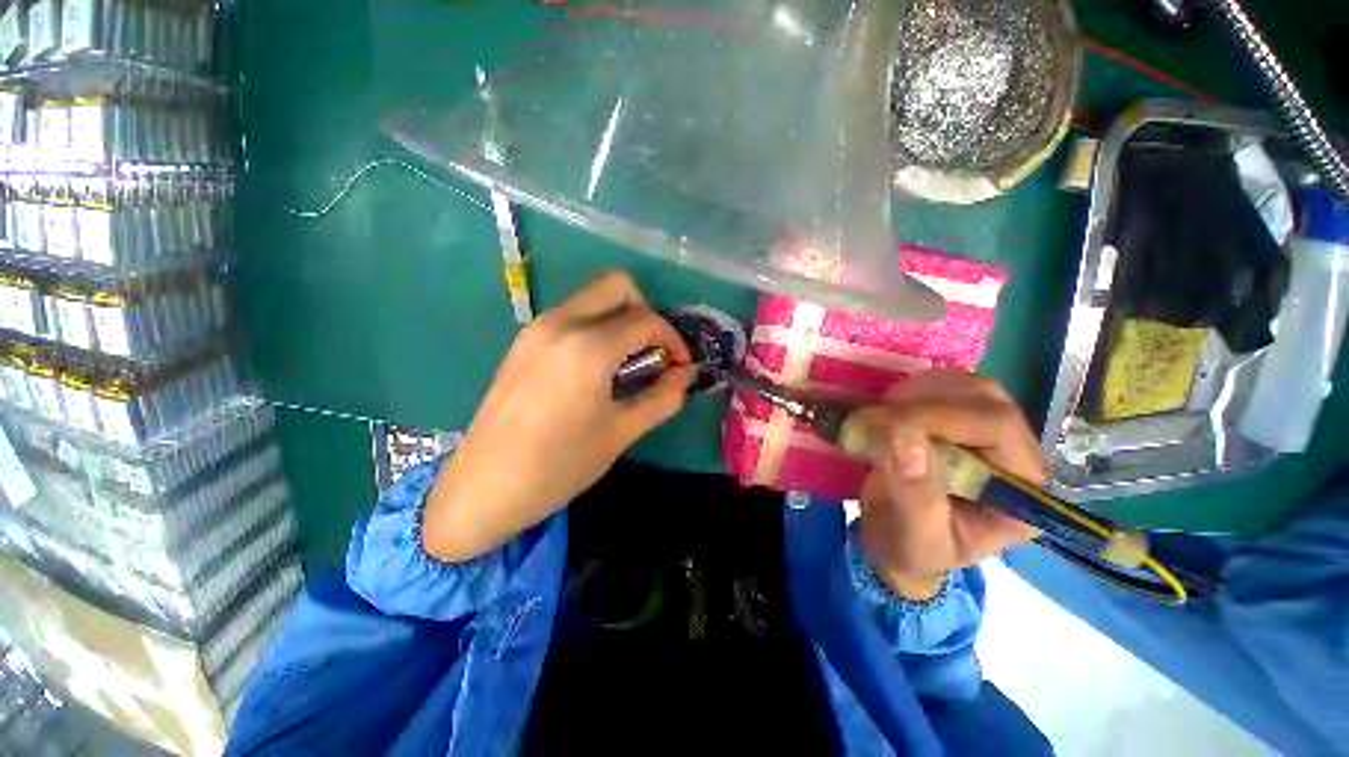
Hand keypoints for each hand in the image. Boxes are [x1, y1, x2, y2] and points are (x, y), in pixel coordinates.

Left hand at [423, 272, 696, 562]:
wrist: (485, 487)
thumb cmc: (560, 464)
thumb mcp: (621, 432)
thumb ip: (663, 397)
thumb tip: (688, 373)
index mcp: (588, 346)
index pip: (647, 319)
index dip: (673, 340)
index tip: (680, 367)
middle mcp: (561, 322)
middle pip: (617, 286)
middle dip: (646, 313)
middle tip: (652, 353)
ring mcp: (537, 328)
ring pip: (592, 298)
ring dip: (620, 320)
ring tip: (627, 364)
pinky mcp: (524, 340)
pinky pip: (572, 315)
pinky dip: (596, 328)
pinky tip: (596, 369)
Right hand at [858, 370, 1046, 600]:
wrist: (896, 540)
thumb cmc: (912, 548)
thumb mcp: (916, 535)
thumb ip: (916, 494)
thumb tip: (904, 436)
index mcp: (1023, 491)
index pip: (998, 428)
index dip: (944, 416)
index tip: (889, 422)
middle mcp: (1016, 454)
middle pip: (986, 399)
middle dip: (927, 401)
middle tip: (878, 417)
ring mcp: (988, 432)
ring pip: (966, 385)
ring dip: (917, 392)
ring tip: (881, 416)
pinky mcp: (959, 419)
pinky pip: (943, 386)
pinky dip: (911, 390)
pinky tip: (889, 409)